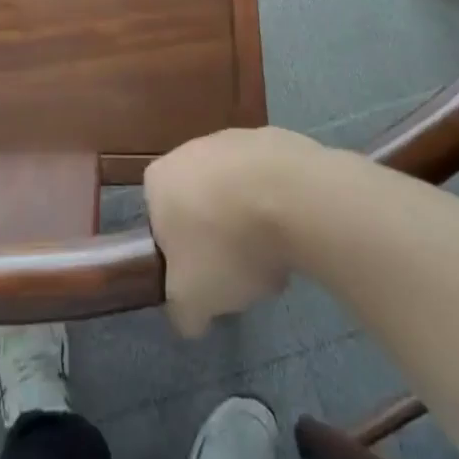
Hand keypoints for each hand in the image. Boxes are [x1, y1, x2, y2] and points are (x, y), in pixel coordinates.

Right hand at [145, 126, 326, 336]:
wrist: (295, 198)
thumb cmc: (227, 245)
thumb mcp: (193, 298)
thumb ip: (183, 312)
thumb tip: (190, 319)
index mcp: (159, 180)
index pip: (159, 221)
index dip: (181, 253)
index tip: (204, 276)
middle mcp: (191, 149)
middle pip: (201, 203)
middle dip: (219, 236)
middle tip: (240, 269)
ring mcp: (236, 139)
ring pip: (238, 191)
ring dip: (252, 220)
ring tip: (277, 254)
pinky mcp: (278, 138)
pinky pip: (273, 180)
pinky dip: (282, 202)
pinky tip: (299, 228)